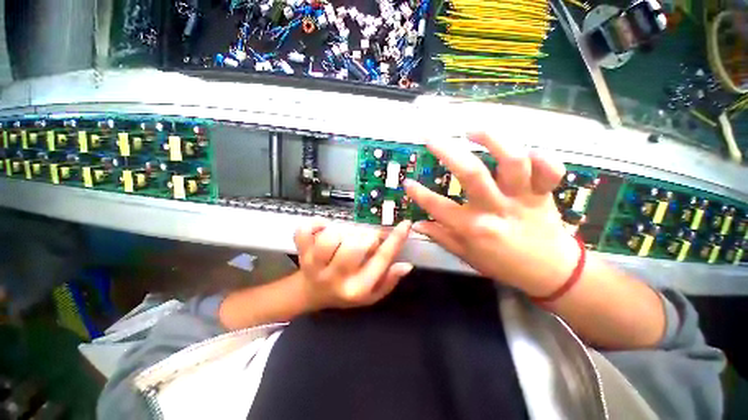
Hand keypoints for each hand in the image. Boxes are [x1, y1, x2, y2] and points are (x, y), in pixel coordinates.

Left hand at [293, 220, 413, 309]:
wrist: (311, 293)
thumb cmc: (345, 292)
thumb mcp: (371, 294)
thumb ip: (389, 280)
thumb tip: (406, 265)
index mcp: (357, 288)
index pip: (381, 260)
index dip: (395, 239)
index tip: (405, 224)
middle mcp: (336, 277)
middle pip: (355, 246)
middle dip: (366, 236)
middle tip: (366, 238)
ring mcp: (314, 264)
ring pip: (332, 237)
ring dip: (343, 231)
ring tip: (346, 236)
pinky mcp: (301, 252)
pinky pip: (305, 231)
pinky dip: (316, 224)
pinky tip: (325, 227)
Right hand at [404, 132, 578, 296]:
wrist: (552, 273)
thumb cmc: (503, 265)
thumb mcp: (467, 256)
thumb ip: (441, 237)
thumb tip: (417, 224)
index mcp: (474, 228)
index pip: (438, 207)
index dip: (419, 193)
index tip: (407, 182)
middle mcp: (496, 209)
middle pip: (472, 174)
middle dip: (447, 151)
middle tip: (430, 137)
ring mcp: (523, 198)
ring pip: (512, 161)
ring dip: (491, 140)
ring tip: (471, 131)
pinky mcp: (545, 192)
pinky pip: (549, 168)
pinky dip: (540, 155)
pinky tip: (522, 148)